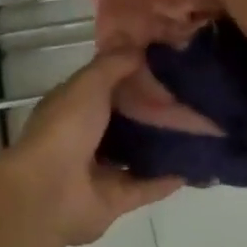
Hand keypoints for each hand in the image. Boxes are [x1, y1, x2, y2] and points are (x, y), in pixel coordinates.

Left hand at [1, 51, 183, 245]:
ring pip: (135, 153)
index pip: (104, 85)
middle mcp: (83, 136)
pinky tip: (195, 165)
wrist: (49, 193)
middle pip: (122, 119)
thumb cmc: (65, 129)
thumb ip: (113, 64)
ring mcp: (98, 170)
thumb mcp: (88, 84)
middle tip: (189, 96)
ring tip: (197, 129)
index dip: (130, 74)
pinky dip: (168, 178)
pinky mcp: (114, 199)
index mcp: (71, 106)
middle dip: (151, 109)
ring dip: (160, 144)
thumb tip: (139, 47)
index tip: (164, 64)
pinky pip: (146, 186)